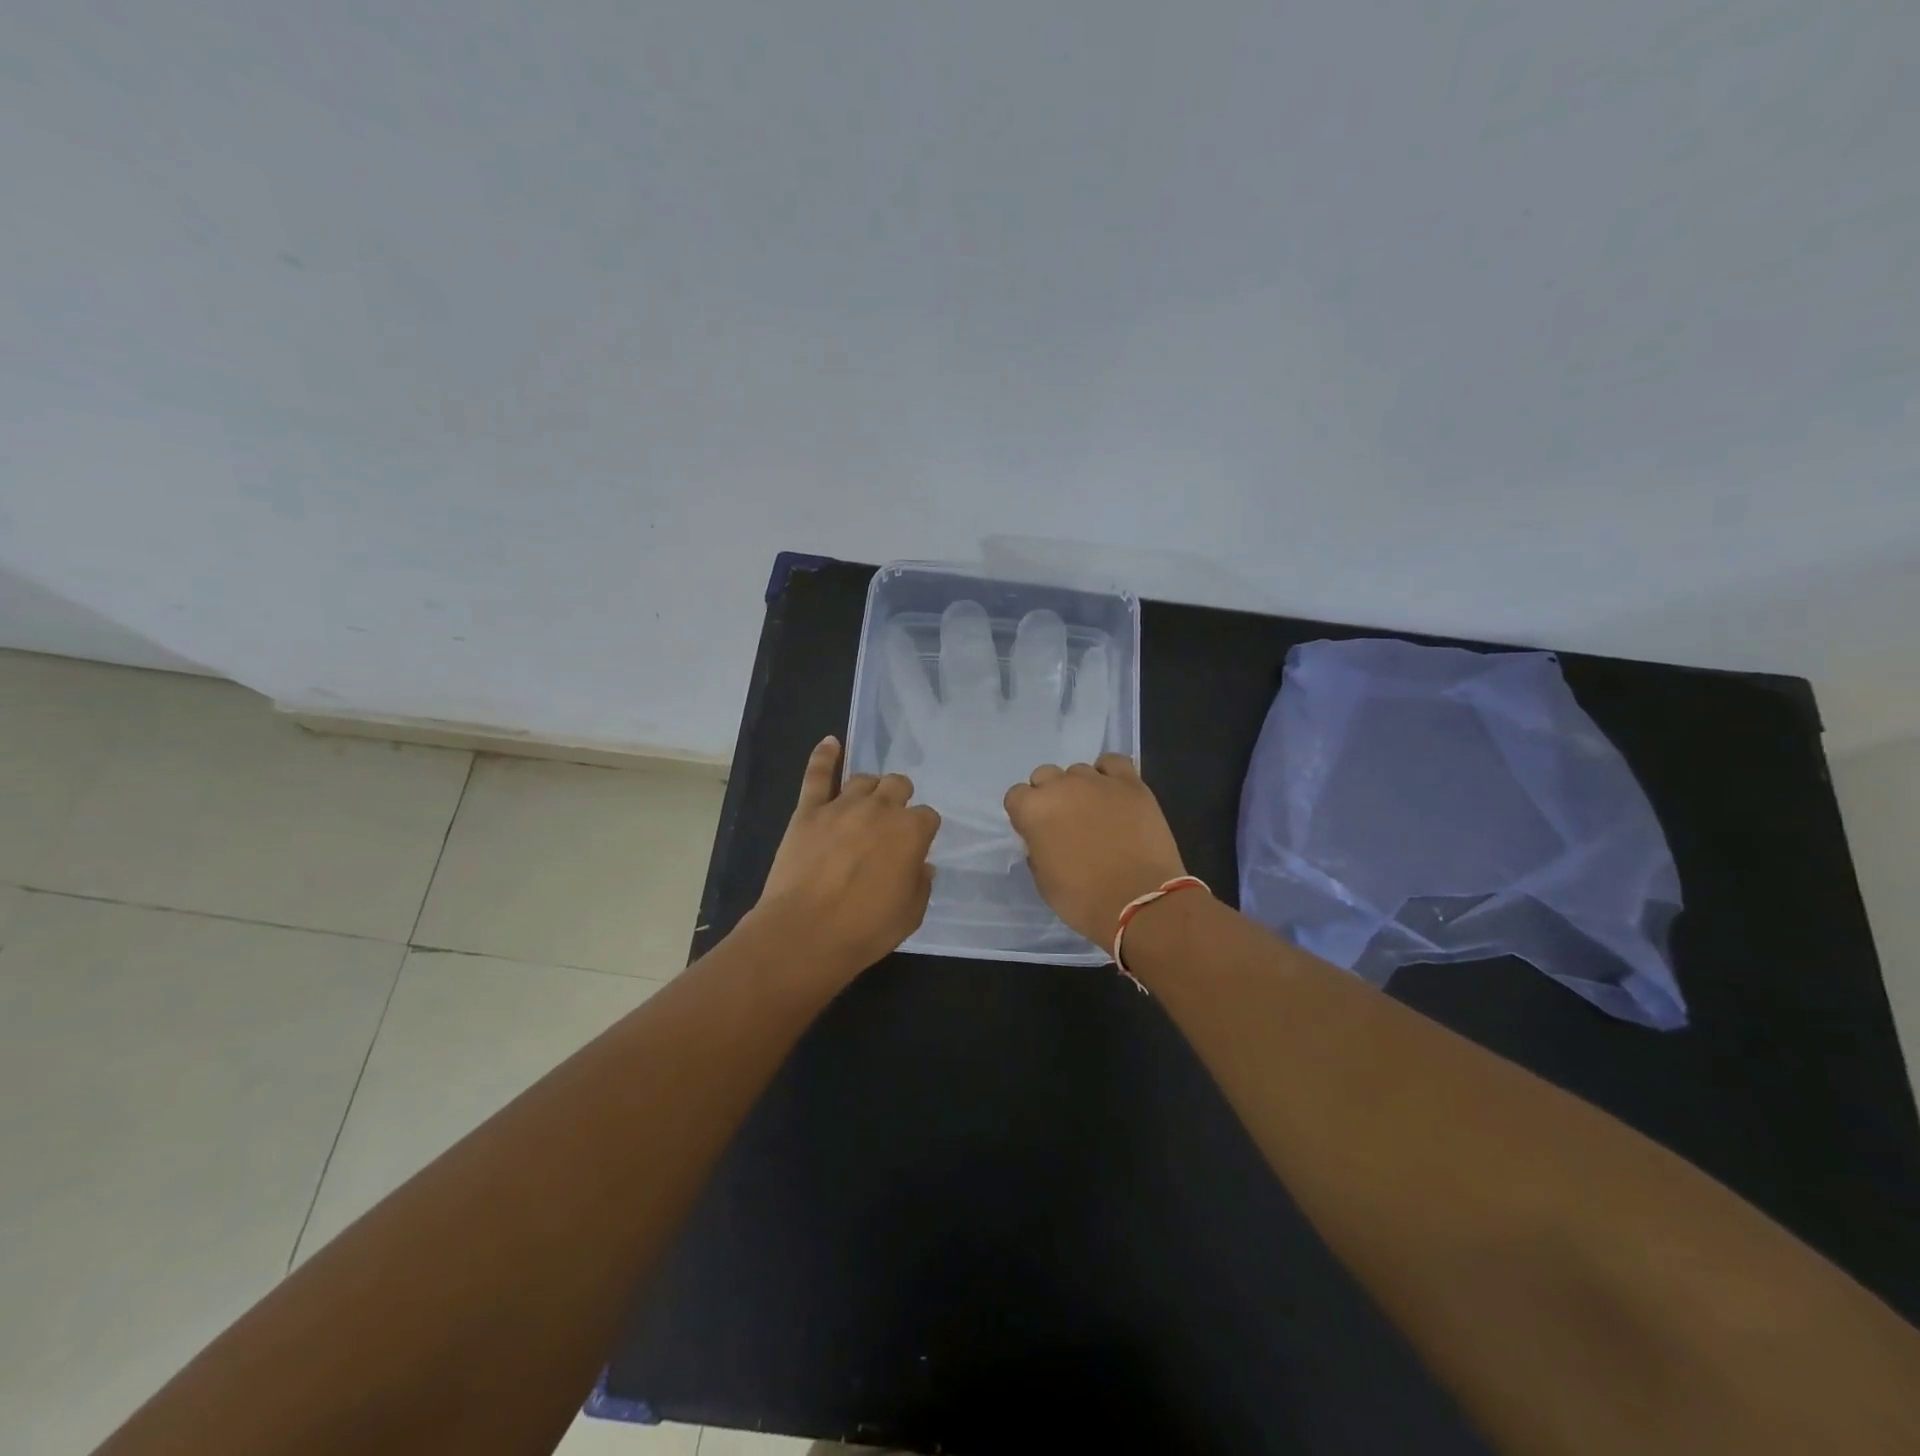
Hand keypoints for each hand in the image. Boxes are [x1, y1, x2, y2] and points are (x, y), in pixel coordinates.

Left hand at [754, 737, 941, 974]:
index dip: (922, 831)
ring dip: (870, 789)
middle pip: (898, 785)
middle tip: (891, 823)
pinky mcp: (809, 811)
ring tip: (866, 804)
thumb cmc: (865, 929)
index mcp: (912, 832)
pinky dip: (824, 756)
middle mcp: (881, 808)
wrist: (805, 933)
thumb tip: (920, 865)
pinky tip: (830, 743)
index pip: (928, 816)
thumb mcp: (911, 914)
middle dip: (900, 799)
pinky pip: (818, 775)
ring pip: (864, 779)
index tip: (915, 846)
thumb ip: (920, 883)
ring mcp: (842, 805)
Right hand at [1004, 754, 1186, 945]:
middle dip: (1050, 795)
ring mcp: (1097, 781)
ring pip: (1078, 771)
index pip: (1016, 796)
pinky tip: (1114, 792)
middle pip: (1045, 776)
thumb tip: (1043, 838)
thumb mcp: (1043, 881)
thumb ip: (1037, 850)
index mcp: (1034, 810)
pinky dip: (1109, 773)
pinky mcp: (1130, 783)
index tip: (1036, 831)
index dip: (1025, 813)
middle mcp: (1061, 787)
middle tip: (1065, 822)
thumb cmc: (1084, 899)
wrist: (1139, 901)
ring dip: (1080, 788)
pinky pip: (1113, 762)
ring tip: (1096, 812)